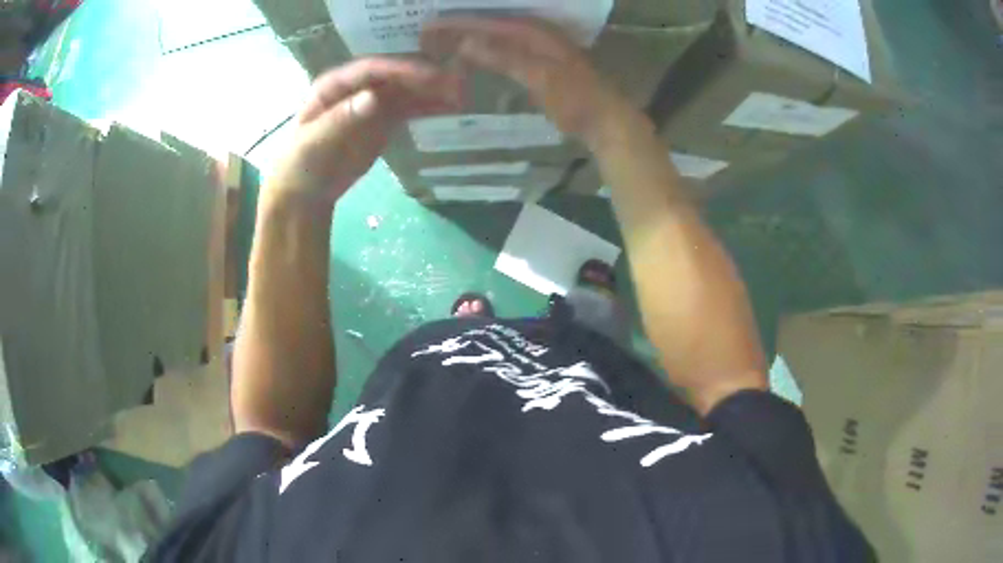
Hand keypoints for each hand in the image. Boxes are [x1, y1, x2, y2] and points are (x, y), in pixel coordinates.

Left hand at [267, 58, 463, 207]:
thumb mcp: (315, 142)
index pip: (370, 70)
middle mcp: (356, 87)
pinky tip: (449, 107)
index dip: (399, 69)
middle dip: (422, 75)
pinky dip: (428, 106)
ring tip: (459, 94)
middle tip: (454, 81)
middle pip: (393, 75)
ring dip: (431, 90)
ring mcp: (372, 102)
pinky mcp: (383, 120)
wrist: (307, 192)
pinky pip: (409, 108)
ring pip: (405, 90)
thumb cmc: (301, 164)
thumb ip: (342, 119)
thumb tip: (374, 97)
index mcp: (334, 85)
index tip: (428, 74)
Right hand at [421, 17, 639, 150]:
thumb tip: (465, 41)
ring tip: (443, 44)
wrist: (606, 121)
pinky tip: (474, 58)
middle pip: (491, 25)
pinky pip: (505, 51)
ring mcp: (540, 49)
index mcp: (535, 31)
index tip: (429, 27)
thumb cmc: (575, 98)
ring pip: (497, 38)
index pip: (488, 21)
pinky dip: (486, 53)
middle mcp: (536, 34)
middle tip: (429, 35)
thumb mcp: (540, 75)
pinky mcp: (541, 64)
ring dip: (471, 39)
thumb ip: (504, 56)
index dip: (458, 23)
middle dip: (460, 28)